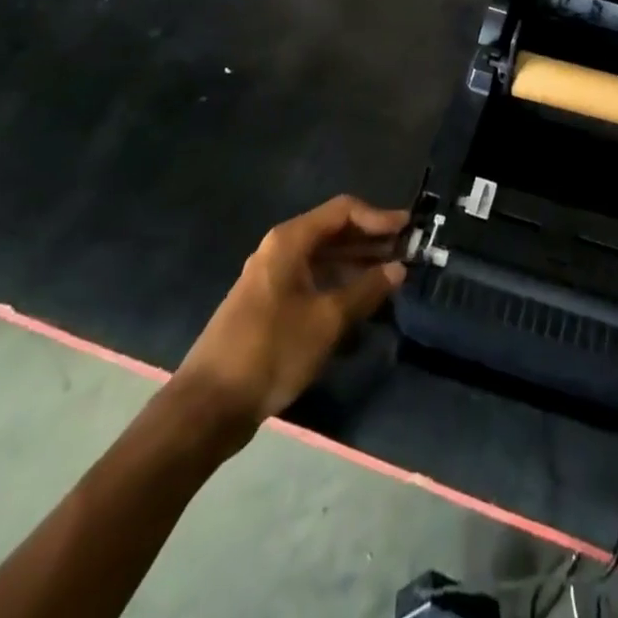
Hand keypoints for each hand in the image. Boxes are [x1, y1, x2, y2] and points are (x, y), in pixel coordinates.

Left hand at [172, 196, 406, 437]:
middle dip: (371, 238)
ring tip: (393, 272)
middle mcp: (281, 250)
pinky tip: (363, 298)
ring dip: (358, 261)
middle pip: (334, 231)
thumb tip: (399, 268)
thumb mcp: (327, 321)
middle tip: (408, 250)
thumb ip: (366, 290)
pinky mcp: (271, 304)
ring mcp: (273, 277)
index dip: (378, 216)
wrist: (208, 406)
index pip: (343, 211)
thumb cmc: (271, 351)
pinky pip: (313, 279)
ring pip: (325, 257)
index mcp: (290, 241)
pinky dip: (340, 282)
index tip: (409, 229)